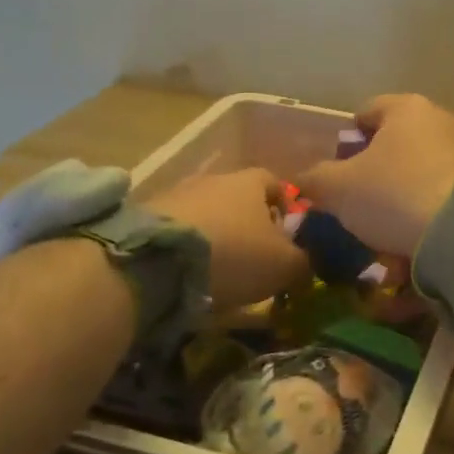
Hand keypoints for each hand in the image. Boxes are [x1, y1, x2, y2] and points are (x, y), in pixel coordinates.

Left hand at [145, 169, 308, 308]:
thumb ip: (304, 260)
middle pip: (239, 198)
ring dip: (215, 236)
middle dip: (248, 225)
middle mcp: (214, 179)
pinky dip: (186, 248)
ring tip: (219, 271)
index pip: (276, 183)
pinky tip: (188, 274)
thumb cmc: (235, 254)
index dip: (285, 207)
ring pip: (207, 214)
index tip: (288, 236)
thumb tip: (308, 260)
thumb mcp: (284, 265)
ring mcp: (176, 194)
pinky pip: (177, 230)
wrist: (156, 261)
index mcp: (251, 181)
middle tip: (255, 258)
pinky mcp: (145, 218)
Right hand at [296, 94, 453, 256]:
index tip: (340, 171)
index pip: (367, 111)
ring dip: (407, 200)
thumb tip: (304, 179)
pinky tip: (422, 245)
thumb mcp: (338, 189)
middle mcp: (444, 119)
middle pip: (400, 145)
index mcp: (407, 109)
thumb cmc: (394, 194)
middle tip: (364, 208)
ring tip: (393, 236)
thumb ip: (315, 179)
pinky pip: (450, 196)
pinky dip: (434, 216)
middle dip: (380, 176)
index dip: (348, 140)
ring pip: (425, 174)